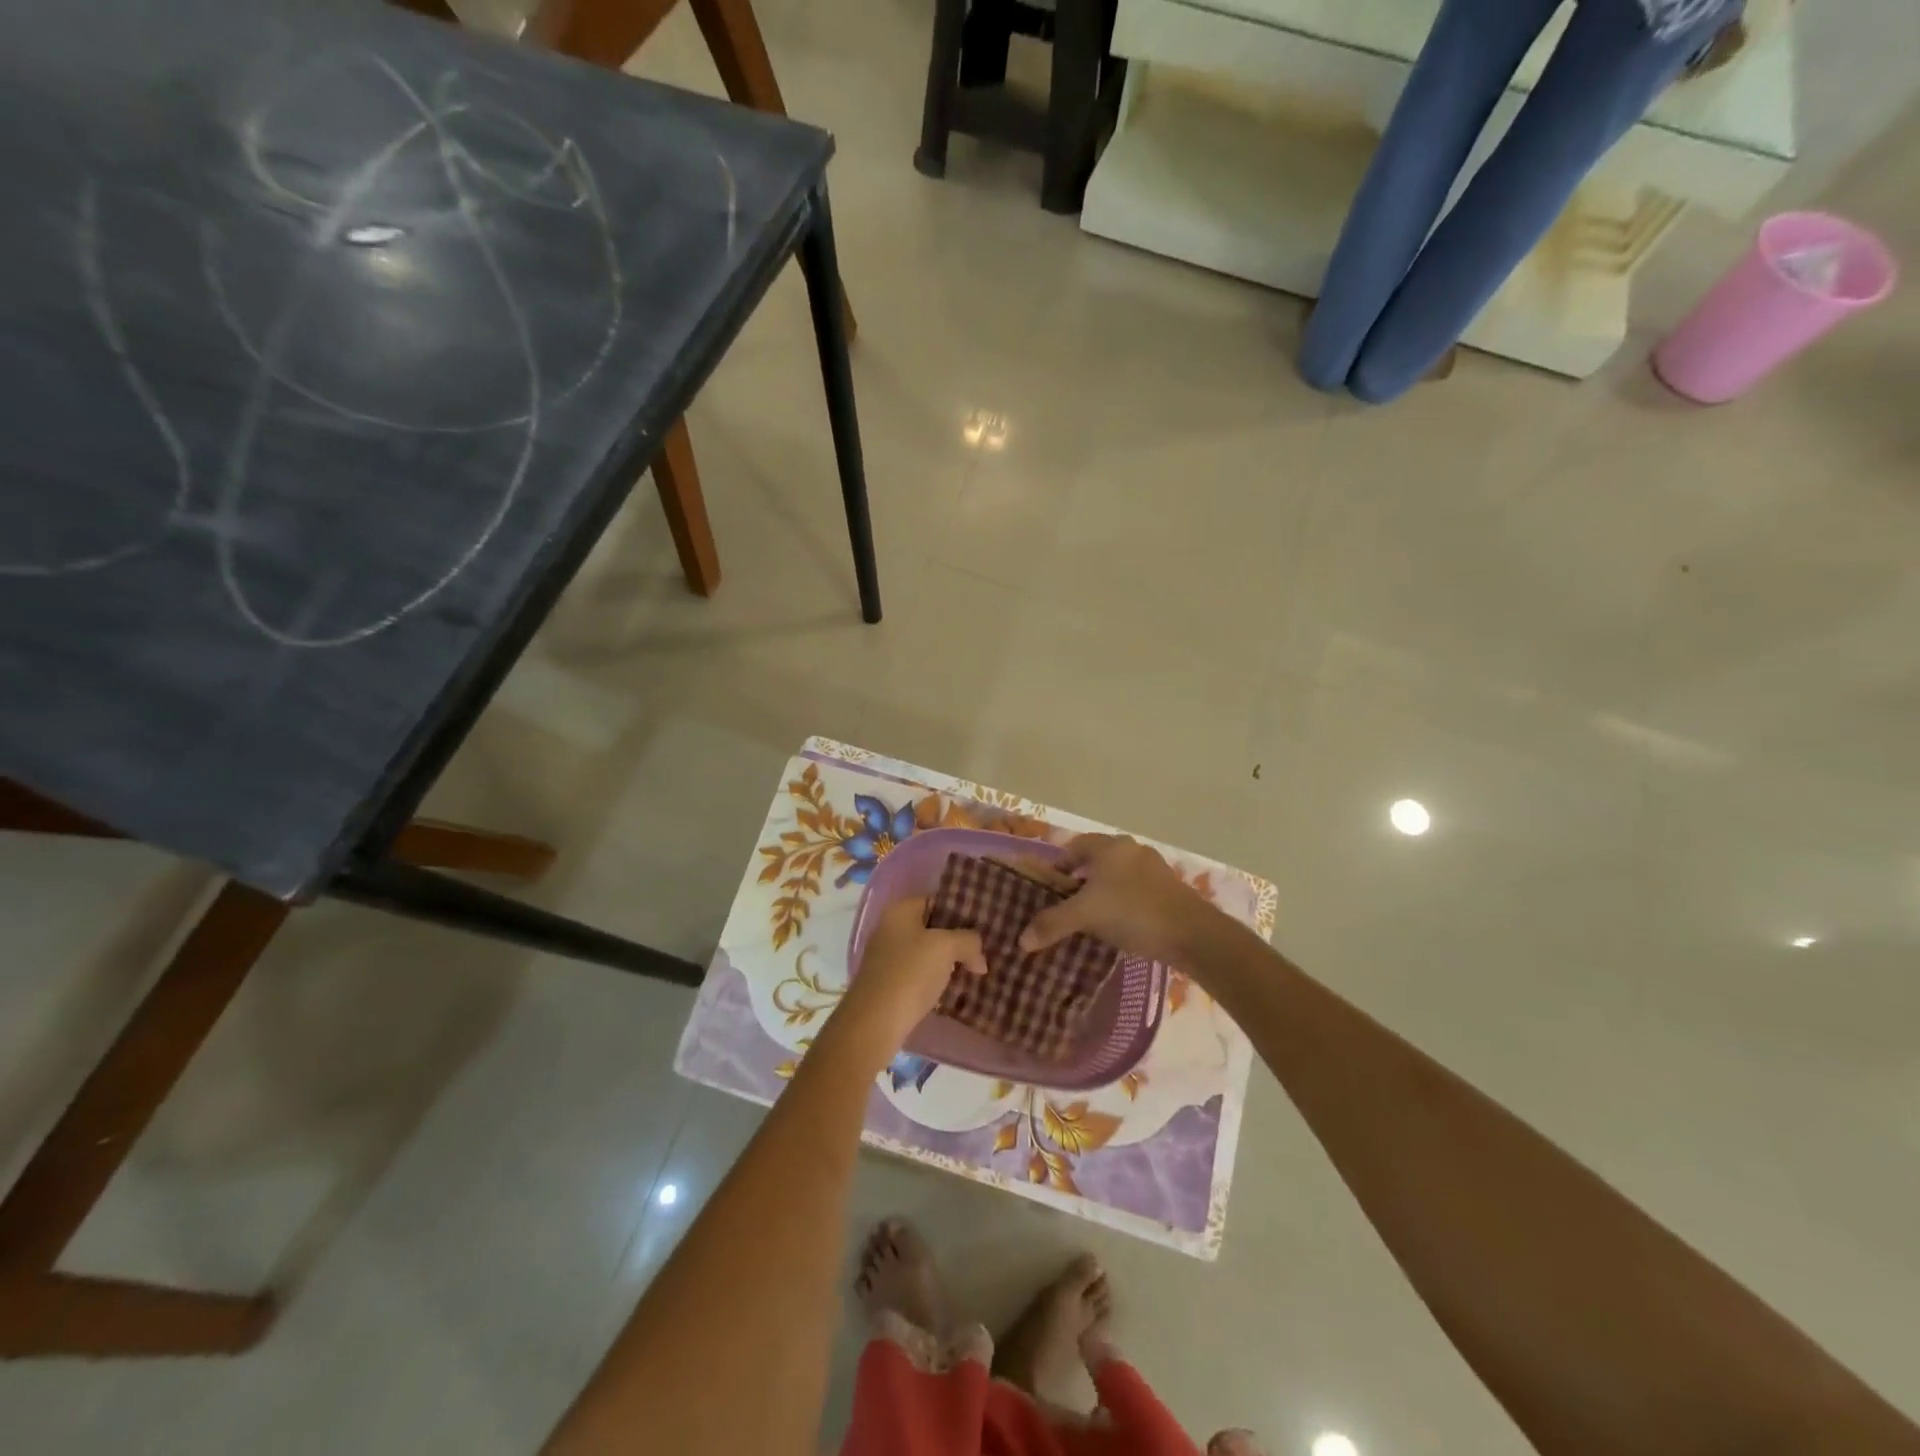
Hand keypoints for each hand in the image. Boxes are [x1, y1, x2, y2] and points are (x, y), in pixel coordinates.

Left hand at [834, 897, 985, 1056]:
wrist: (875, 1022)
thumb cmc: (910, 973)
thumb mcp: (946, 947)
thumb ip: (968, 941)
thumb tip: (978, 955)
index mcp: (900, 911)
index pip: (937, 900)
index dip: (962, 910)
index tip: (985, 924)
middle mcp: (891, 928)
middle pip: (933, 927)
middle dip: (959, 939)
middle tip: (985, 950)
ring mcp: (888, 957)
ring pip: (928, 953)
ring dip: (951, 961)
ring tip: (978, 970)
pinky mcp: (890, 984)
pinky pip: (921, 974)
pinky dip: (938, 979)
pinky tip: (957, 989)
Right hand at [1018, 834, 1220, 967]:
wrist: (1193, 934)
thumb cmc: (1133, 912)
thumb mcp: (1086, 916)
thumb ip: (1052, 924)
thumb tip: (1021, 940)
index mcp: (1109, 847)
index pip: (1074, 847)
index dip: (1058, 865)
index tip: (1048, 888)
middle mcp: (1131, 850)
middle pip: (1096, 860)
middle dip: (1079, 880)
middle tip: (1066, 904)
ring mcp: (1153, 868)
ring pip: (1116, 876)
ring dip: (1102, 892)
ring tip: (1090, 918)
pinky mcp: (1168, 889)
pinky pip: (1134, 890)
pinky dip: (1122, 902)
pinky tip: (1119, 925)